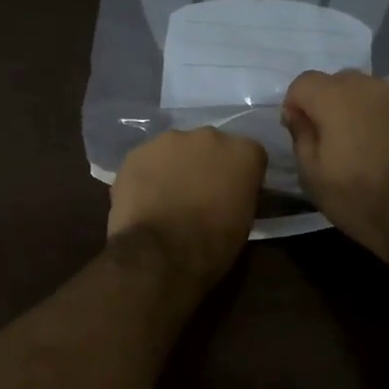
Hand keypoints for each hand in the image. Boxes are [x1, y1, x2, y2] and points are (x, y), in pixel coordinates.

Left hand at [108, 128, 267, 283]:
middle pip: (211, 146)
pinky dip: (148, 175)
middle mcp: (209, 136)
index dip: (240, 176)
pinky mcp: (138, 152)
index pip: (250, 156)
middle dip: (206, 165)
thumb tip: (231, 193)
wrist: (159, 252)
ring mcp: (170, 140)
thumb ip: (240, 194)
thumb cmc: (212, 244)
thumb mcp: (244, 222)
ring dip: (175, 167)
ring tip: (167, 198)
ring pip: (176, 149)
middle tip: (199, 194)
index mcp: (243, 152)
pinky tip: (144, 200)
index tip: (233, 194)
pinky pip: (148, 160)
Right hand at [281, 69, 388, 259]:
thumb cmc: (360, 200)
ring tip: (373, 144)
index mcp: (335, 99)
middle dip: (331, 103)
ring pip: (374, 91)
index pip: (304, 82)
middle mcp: (371, 85)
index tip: (301, 130)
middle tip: (336, 139)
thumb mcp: (312, 176)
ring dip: (365, 109)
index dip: (297, 104)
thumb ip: (301, 136)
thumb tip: (296, 113)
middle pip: (340, 82)